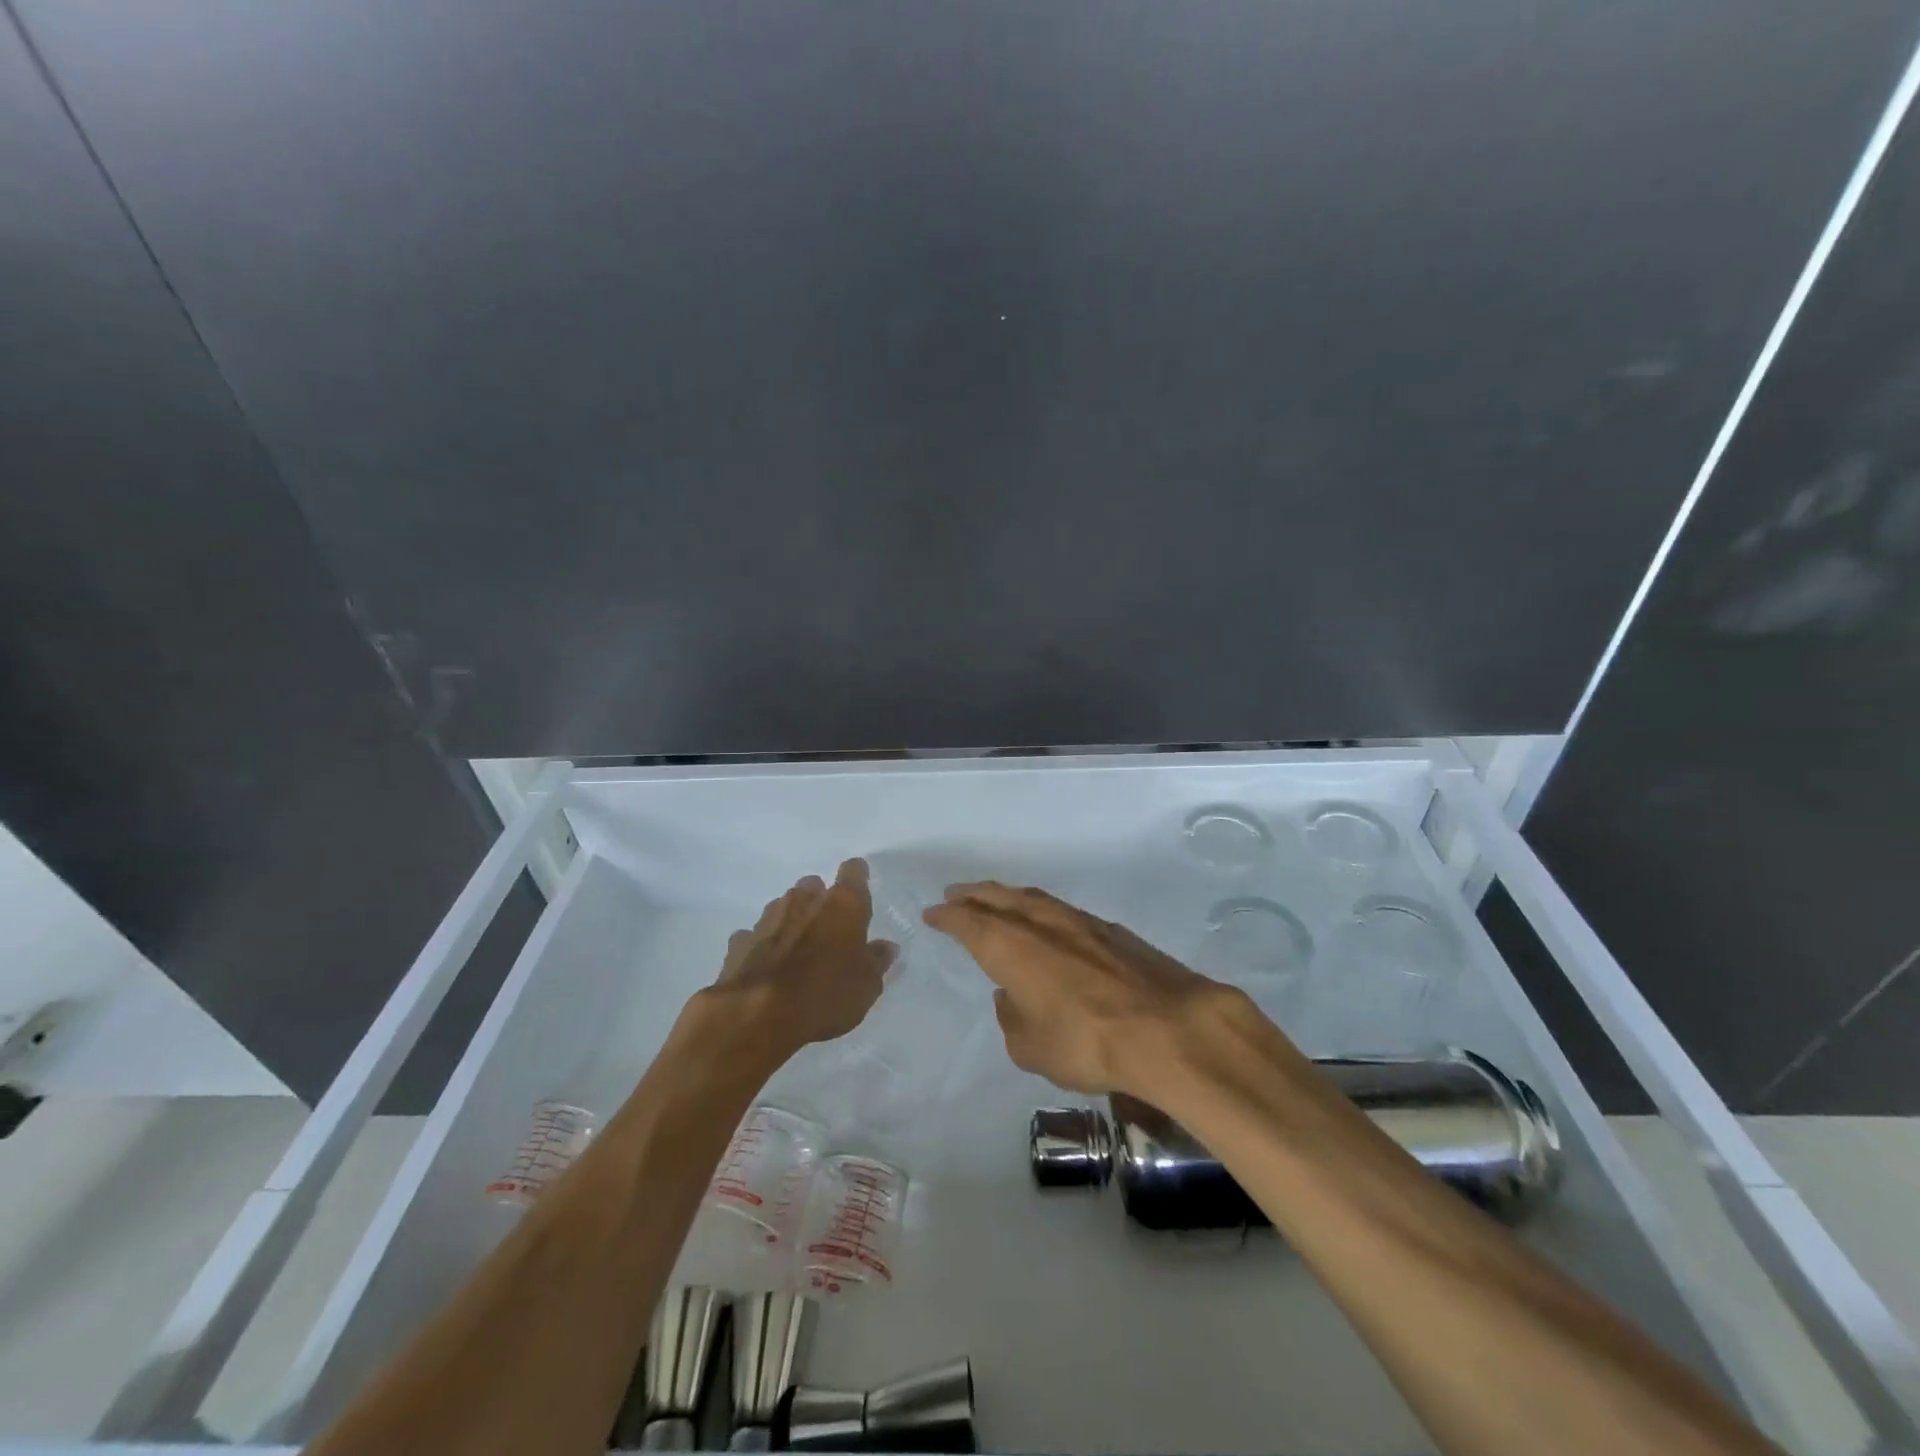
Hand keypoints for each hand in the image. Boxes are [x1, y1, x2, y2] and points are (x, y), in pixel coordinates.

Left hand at [710, 858, 894, 1053]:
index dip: (857, 878)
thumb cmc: (825, 995)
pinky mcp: (740, 941)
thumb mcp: (866, 986)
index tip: (860, 891)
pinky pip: (755, 935)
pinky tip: (767, 967)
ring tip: (798, 952)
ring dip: (792, 921)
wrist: (757, 1017)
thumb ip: (876, 961)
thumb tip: (885, 947)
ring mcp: (768, 917)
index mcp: (842, 904)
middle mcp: (804, 900)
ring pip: (784, 907)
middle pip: (814, 887)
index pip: (853, 871)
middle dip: (821, 903)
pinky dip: (763, 945)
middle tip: (829, 932)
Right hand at [923, 881, 1245, 1098]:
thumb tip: (1011, 998)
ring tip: (998, 899)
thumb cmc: (1087, 1043)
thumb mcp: (1031, 1048)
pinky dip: (1045, 911)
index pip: (970, 922)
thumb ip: (1013, 1019)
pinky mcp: (1113, 931)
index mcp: (1012, 948)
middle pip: (1001, 898)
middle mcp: (1042, 924)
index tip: (934, 912)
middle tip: (957, 892)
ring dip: (1010, 896)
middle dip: (975, 894)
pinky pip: (1064, 911)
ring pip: (1036, 899)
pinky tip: (1050, 923)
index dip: (949, 916)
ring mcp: (1081, 923)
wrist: (1169, 1028)